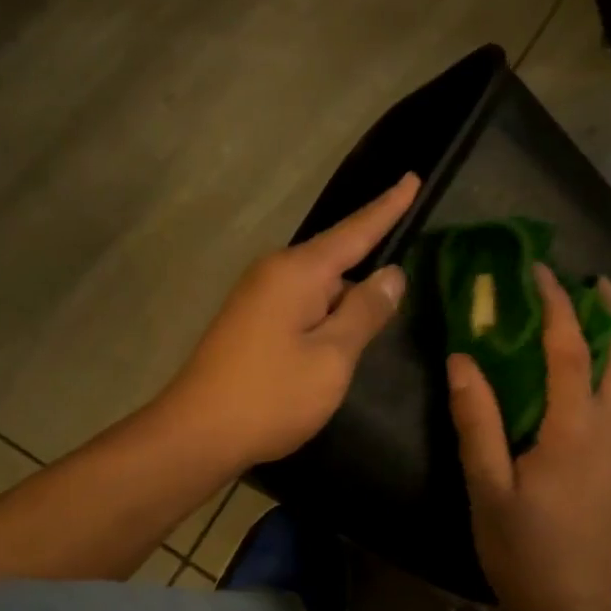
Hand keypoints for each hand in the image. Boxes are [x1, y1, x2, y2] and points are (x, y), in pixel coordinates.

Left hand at [160, 174, 417, 469]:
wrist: (198, 433)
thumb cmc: (272, 396)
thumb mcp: (332, 357)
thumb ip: (364, 313)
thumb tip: (391, 276)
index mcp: (297, 272)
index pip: (354, 232)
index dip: (387, 208)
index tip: (412, 177)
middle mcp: (273, 274)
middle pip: (335, 259)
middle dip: (368, 263)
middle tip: (404, 273)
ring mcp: (257, 298)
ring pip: (318, 288)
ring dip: (346, 299)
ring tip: (377, 316)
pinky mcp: (250, 323)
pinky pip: (301, 306)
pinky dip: (326, 316)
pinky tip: (338, 338)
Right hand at [448, 264, 610, 610]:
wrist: (568, 601)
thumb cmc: (519, 546)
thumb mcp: (485, 485)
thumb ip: (476, 420)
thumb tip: (462, 359)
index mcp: (572, 428)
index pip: (569, 348)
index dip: (556, 305)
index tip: (541, 272)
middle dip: (607, 311)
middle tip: (595, 280)